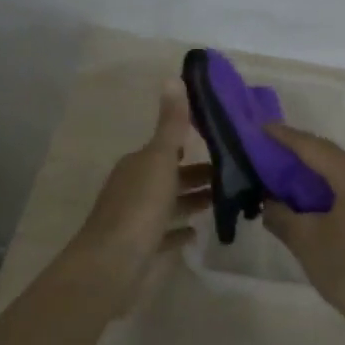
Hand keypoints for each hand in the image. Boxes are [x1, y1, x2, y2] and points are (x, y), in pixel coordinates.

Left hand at [67, 81, 211, 316]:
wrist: (111, 267)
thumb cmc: (139, 207)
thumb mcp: (160, 159)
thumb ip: (171, 123)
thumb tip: (173, 77)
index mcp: (138, 164)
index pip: (167, 147)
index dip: (191, 143)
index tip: (222, 142)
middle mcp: (135, 187)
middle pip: (171, 175)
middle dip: (198, 173)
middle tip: (234, 173)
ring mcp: (137, 220)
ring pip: (170, 203)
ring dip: (192, 199)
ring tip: (226, 199)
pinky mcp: (142, 249)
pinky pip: (166, 235)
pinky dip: (180, 230)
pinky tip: (197, 232)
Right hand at [261, 124, 344, 329]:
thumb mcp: (305, 241)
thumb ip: (281, 215)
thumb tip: (269, 201)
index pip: (312, 147)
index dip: (286, 137)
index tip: (263, 127)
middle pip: (331, 155)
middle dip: (302, 153)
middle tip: (273, 155)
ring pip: (344, 172)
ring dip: (318, 173)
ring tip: (291, 179)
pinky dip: (333, 188)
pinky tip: (317, 203)